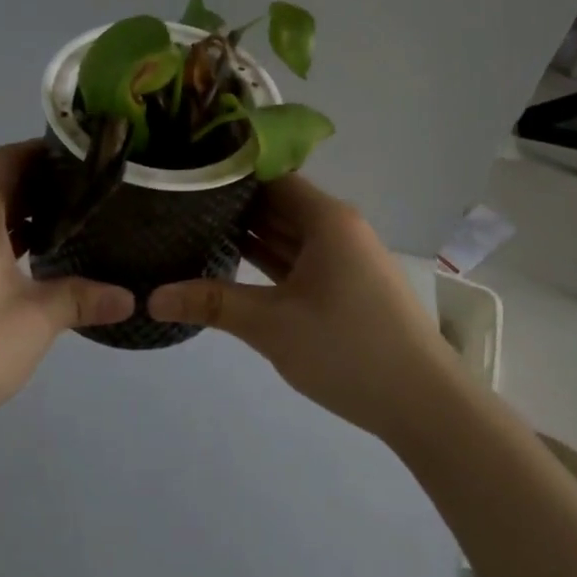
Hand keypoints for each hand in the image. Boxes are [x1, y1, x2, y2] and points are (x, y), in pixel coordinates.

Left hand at [0, 142, 134, 441]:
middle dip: (37, 187)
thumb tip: (129, 298)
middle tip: (85, 197)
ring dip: (16, 218)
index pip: (7, 158)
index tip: (82, 159)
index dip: (43, 151)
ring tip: (63, 230)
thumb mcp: (34, 321)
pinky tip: (23, 271)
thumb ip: (81, 299)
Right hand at [149, 176, 451, 444]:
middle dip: (232, 205)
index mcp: (326, 218)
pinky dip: (269, 260)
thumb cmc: (347, 349)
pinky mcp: (346, 285)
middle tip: (177, 203)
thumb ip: (211, 304)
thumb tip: (151, 297)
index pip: (269, 176)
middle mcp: (337, 227)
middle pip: (278, 203)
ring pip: (288, 233)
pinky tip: (232, 264)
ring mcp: (344, 258)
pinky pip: (300, 259)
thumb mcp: (271, 325)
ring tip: (193, 229)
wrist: (424, 404)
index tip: (186, 174)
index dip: (228, 173)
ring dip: (249, 234)